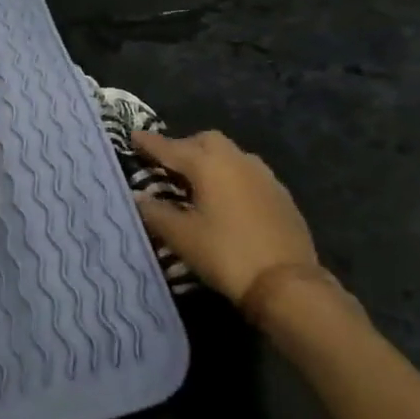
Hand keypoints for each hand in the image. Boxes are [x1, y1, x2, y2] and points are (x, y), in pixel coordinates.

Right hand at [132, 129, 349, 326]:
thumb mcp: (181, 236)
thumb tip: (138, 196)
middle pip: (205, 141)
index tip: (133, 135)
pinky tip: (226, 199)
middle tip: (168, 165)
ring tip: (196, 182)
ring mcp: (263, 175)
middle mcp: (237, 160)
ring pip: (230, 154)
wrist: (286, 283)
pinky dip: (230, 177)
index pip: (171, 148)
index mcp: (209, 165)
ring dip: (210, 161)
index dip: (149, 143)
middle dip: (184, 146)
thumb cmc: (226, 254)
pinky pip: (247, 173)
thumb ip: (155, 212)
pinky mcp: (280, 194)